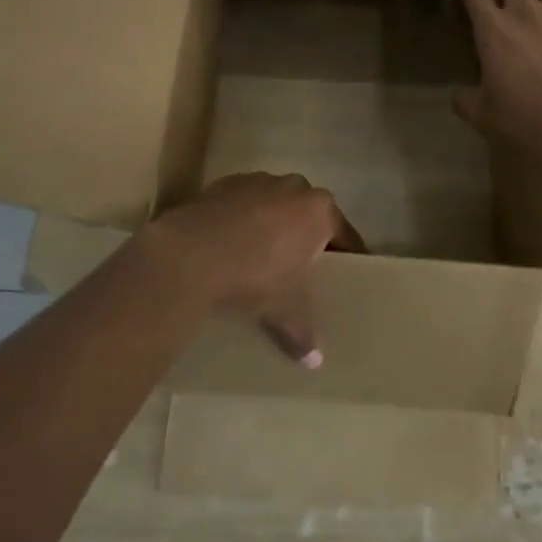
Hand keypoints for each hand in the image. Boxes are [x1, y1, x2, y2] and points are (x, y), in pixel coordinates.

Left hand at [140, 172, 364, 365]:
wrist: (192, 253)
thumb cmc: (257, 277)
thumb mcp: (287, 311)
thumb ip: (305, 333)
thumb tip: (315, 362)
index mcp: (320, 210)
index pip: (344, 233)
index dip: (348, 254)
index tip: (349, 268)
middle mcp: (294, 186)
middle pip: (309, 213)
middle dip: (308, 235)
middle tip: (303, 265)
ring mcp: (258, 180)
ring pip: (275, 204)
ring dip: (273, 224)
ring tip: (262, 255)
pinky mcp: (225, 183)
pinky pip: (244, 204)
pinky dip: (242, 220)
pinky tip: (231, 246)